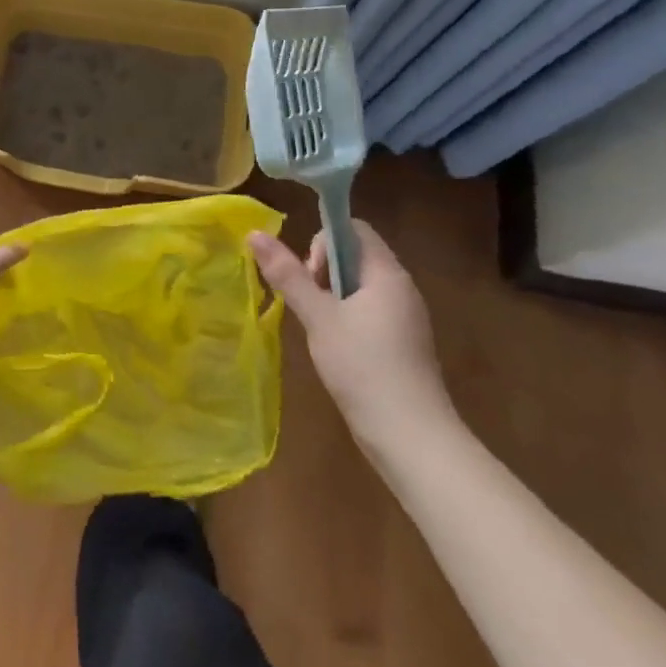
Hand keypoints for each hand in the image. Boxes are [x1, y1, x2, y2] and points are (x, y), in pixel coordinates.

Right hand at [247, 219, 455, 451]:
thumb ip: (288, 274)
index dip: (324, 241)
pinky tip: (334, 347)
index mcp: (387, 274)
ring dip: (331, 296)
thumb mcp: (318, 317)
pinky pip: (368, 310)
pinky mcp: (402, 343)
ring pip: (359, 285)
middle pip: (355, 255)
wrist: (411, 438)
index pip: (354, 228)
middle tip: (310, 304)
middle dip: (323, 271)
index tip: (309, 275)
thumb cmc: (364, 367)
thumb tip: (254, 233)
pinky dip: (345, 317)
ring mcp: (405, 317)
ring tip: (319, 328)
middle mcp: (401, 288)